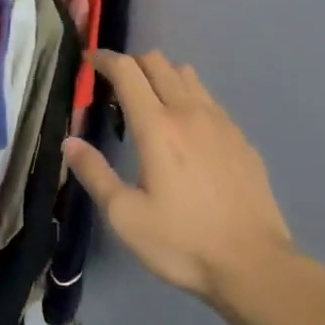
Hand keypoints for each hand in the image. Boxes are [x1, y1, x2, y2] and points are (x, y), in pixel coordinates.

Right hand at [62, 50, 294, 305]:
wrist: (254, 264)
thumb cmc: (182, 242)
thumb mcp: (125, 216)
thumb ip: (95, 173)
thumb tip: (70, 142)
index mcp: (157, 126)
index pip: (127, 71)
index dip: (104, 59)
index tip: (89, 61)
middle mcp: (189, 112)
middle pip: (158, 62)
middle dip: (132, 63)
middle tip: (115, 84)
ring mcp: (221, 122)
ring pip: (187, 75)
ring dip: (162, 75)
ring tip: (149, 101)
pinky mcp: (241, 139)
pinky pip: (209, 100)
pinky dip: (189, 97)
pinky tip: (186, 130)